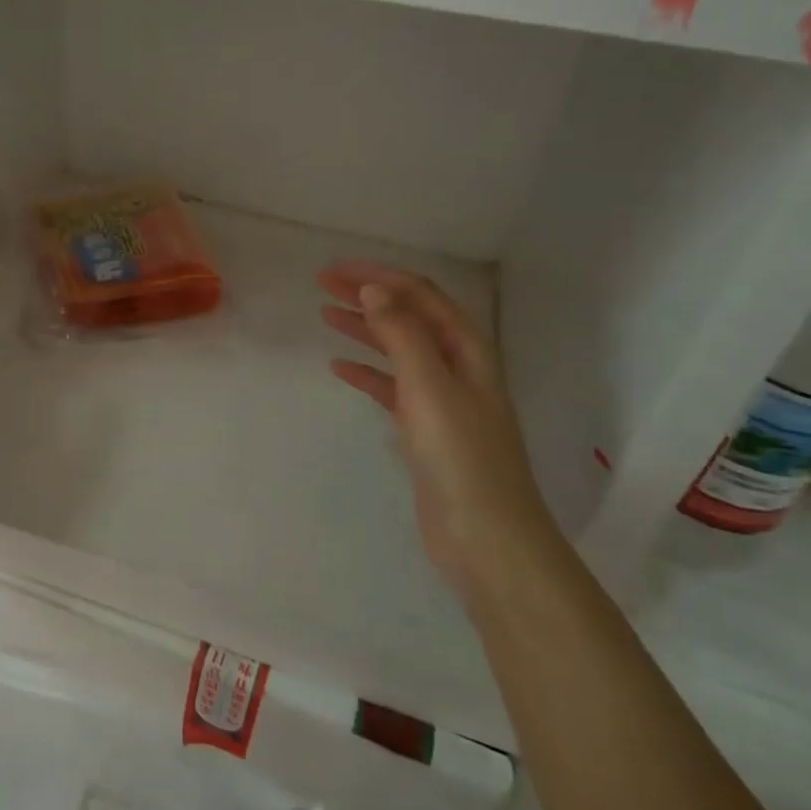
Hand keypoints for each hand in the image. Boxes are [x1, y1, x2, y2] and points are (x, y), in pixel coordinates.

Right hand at [319, 260, 548, 584]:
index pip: (420, 295)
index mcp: (467, 350)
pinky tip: (340, 368)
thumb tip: (374, 290)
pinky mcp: (426, 431)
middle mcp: (457, 367)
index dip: (379, 276)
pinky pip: (392, 388)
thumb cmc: (461, 457)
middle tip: (323, 285)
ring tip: (326, 315)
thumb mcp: (430, 386)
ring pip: (398, 350)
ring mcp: (442, 400)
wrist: (487, 538)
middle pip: (409, 317)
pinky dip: (367, 373)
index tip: (335, 270)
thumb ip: (402, 335)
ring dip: (365, 329)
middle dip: (368, 296)